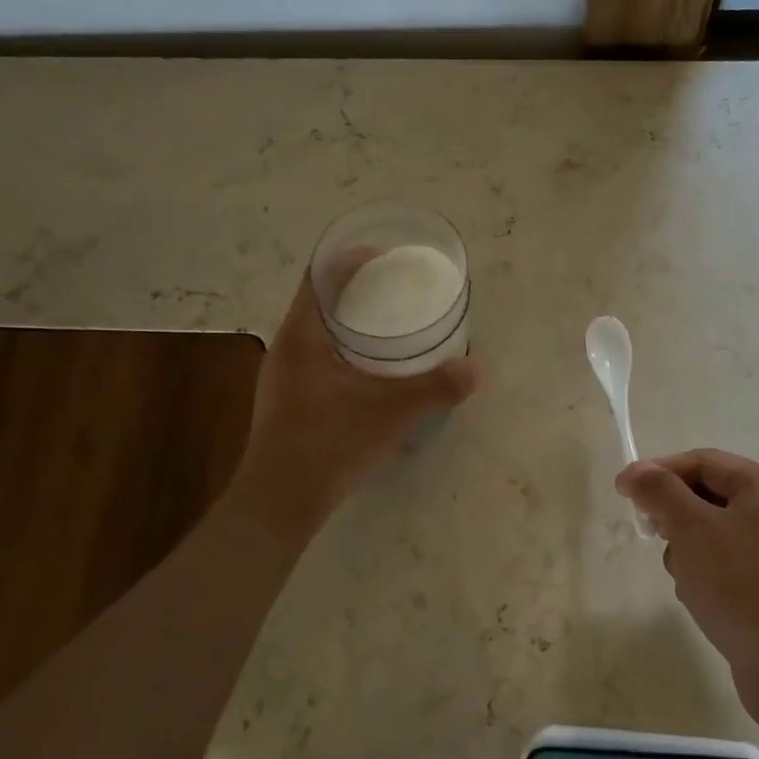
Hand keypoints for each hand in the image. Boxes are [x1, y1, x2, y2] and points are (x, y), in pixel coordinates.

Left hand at [234, 271, 479, 532]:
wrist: (279, 502)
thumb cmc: (328, 444)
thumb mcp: (390, 413)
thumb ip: (435, 388)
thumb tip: (478, 368)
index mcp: (301, 335)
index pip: (318, 276)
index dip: (349, 259)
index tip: (385, 257)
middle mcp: (286, 346)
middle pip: (319, 299)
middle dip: (356, 288)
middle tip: (396, 288)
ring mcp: (284, 374)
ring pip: (317, 329)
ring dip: (349, 319)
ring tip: (388, 323)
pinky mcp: (288, 398)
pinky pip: (317, 354)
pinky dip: (343, 347)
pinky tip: (369, 367)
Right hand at [617, 450, 758, 715]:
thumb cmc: (742, 586)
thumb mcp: (692, 529)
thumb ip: (660, 492)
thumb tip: (636, 471)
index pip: (702, 461)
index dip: (658, 471)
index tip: (622, 492)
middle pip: (709, 494)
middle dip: (674, 514)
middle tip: (651, 534)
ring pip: (714, 531)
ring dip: (688, 547)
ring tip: (684, 576)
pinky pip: (729, 562)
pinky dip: (707, 572)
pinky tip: (701, 597)